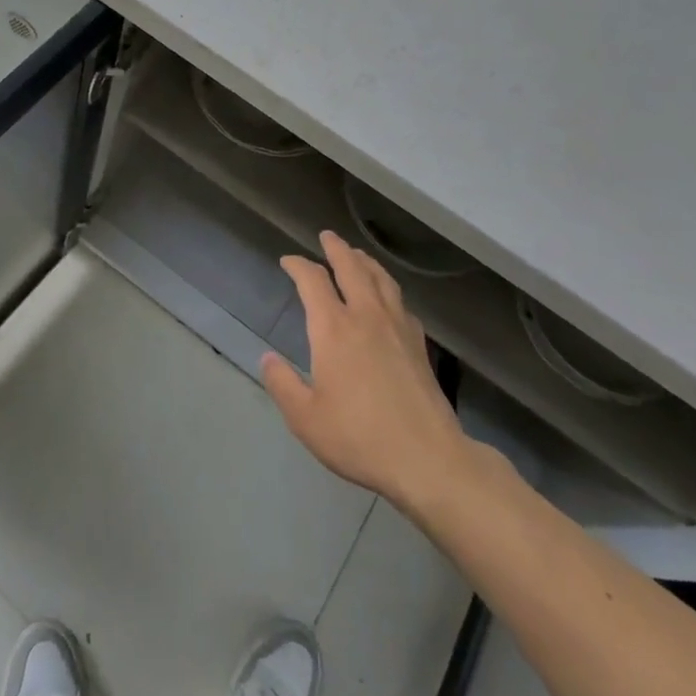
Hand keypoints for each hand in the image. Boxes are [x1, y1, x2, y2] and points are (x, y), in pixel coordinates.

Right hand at [261, 231, 473, 509]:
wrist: (428, 459)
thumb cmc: (359, 437)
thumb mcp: (306, 418)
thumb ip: (283, 384)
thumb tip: (267, 359)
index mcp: (333, 328)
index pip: (313, 281)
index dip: (298, 265)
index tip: (288, 261)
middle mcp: (366, 316)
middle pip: (352, 268)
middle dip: (336, 248)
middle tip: (327, 236)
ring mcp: (397, 328)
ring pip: (381, 280)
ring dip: (365, 262)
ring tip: (357, 255)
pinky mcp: (419, 345)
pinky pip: (401, 303)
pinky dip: (389, 290)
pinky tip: (389, 300)